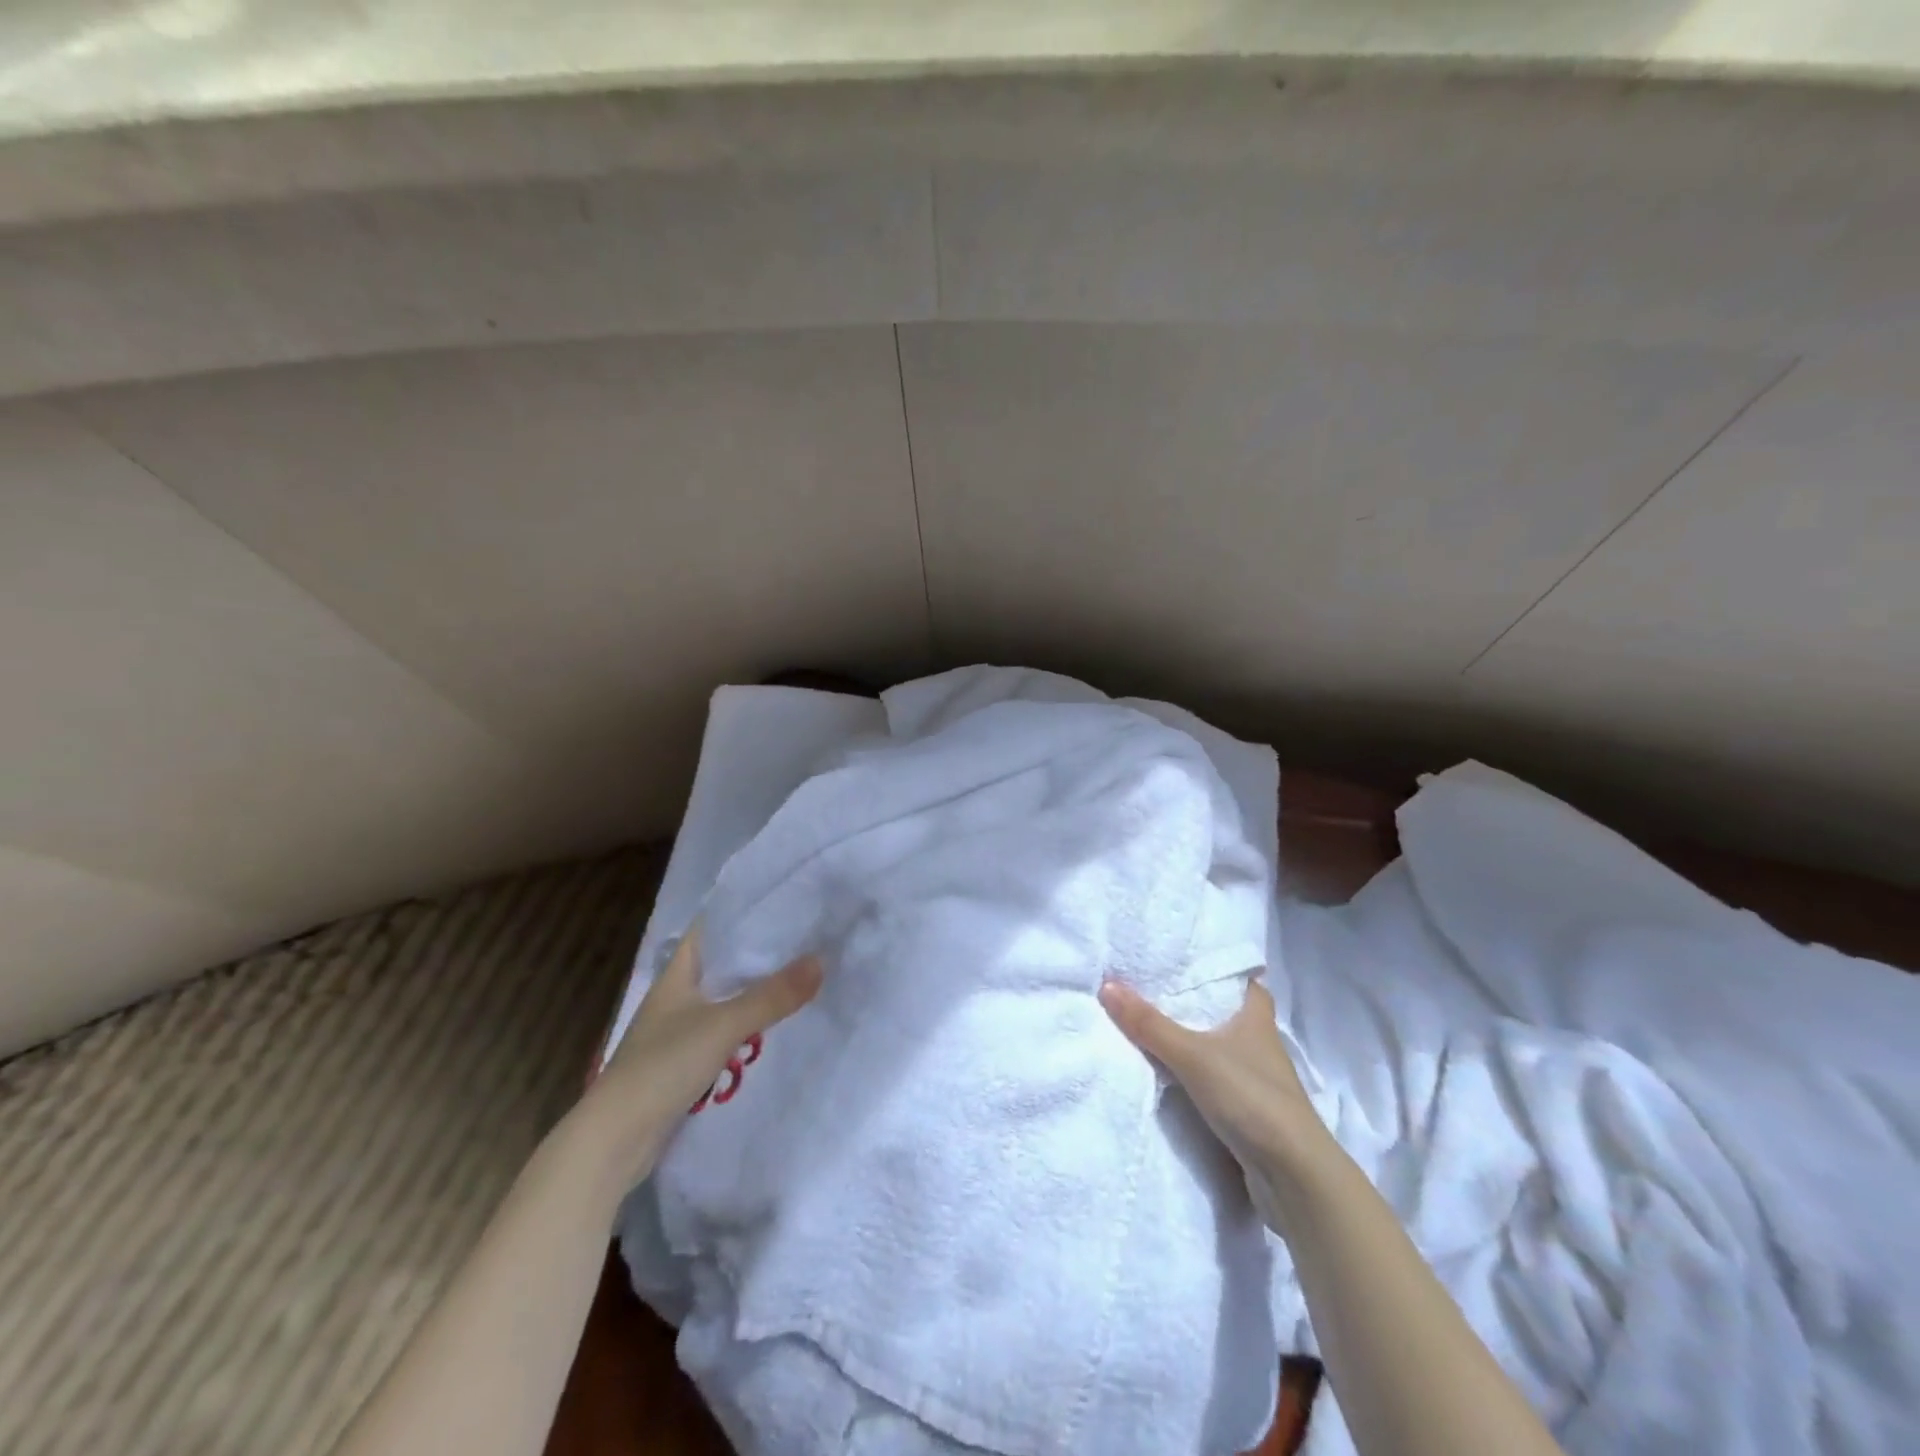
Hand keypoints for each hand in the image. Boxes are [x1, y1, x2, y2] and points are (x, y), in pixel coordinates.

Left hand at [585, 925, 822, 1180]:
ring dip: (753, 994)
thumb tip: (821, 960)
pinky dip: (745, 1029)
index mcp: (676, 975)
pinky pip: (722, 1034)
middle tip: (802, 942)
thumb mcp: (724, 1025)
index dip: (740, 915)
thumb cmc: (663, 1066)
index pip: (709, 930)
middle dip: (757, 957)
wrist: (615, 1141)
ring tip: (797, 981)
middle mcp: (676, 998)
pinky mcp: (682, 1065)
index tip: (780, 905)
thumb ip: (772, 996)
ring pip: (723, 1002)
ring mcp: (677, 1033)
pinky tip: (772, 1031)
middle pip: (721, 966)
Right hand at [1099, 977, 1327, 1231]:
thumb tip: (1107, 986)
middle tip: (1157, 990)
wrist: (1293, 1176)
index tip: (1189, 962)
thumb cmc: (1250, 1097)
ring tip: (1154, 1027)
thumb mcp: (1193, 1055)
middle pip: (1229, 1015)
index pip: (1245, 983)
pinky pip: (1218, 1083)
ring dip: (1197, 1043)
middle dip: (1199, 1007)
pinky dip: (1198, 1077)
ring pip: (1223, 1050)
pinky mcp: (1251, 1114)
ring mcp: (1258, 1082)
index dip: (1222, 972)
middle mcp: (1261, 1045)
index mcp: (1257, 1019)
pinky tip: (1171, 1075)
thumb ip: (1150, 1025)